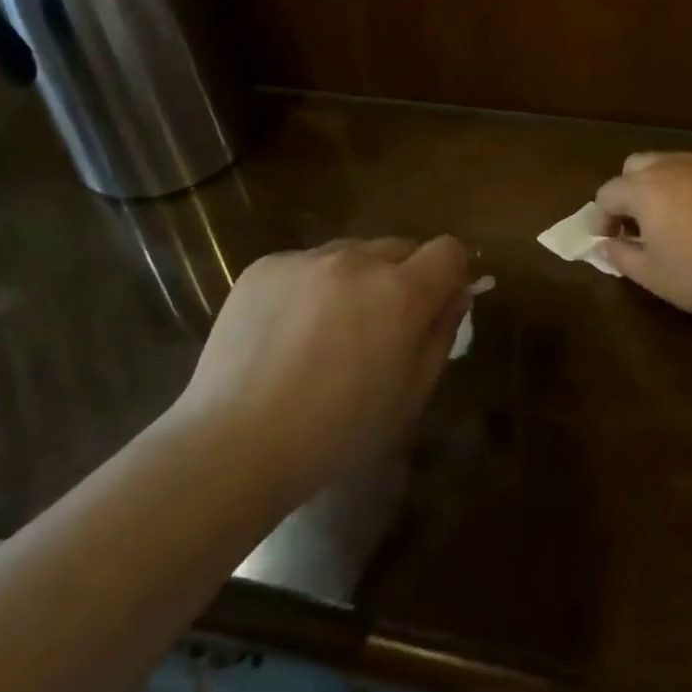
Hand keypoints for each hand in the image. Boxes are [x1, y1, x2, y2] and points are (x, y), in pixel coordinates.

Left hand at [172, 236, 470, 509]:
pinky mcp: (266, 265)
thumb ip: (441, 335)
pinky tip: (286, 333)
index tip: (437, 304)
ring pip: (351, 253)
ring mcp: (307, 258)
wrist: (234, 444)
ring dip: (354, 280)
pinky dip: (309, 288)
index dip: (449, 274)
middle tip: (379, 326)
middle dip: (402, 277)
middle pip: (400, 247)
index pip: (448, 250)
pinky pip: (306, 264)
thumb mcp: (409, 396)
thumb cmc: (335, 434)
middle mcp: (357, 260)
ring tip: (326, 332)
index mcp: (400, 292)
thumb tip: (457, 294)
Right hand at [596, 152, 691, 328]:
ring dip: (660, 186)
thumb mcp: (653, 276)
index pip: (607, 193)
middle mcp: (673, 166)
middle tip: (637, 224)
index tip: (608, 241)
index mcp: (646, 189)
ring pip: (670, 164)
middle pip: (635, 166)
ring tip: (672, 219)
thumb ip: (620, 256)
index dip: (601, 218)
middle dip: (628, 192)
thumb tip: (606, 244)